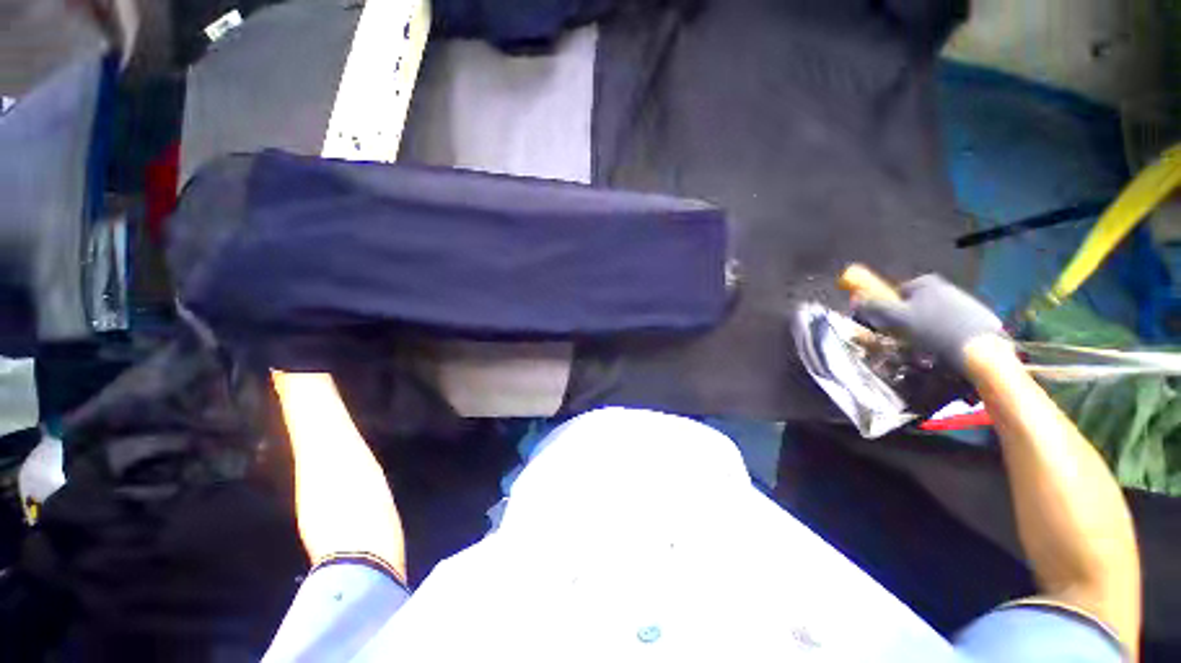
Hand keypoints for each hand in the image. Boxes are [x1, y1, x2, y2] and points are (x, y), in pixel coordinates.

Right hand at [854, 275, 1005, 370]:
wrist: (980, 348)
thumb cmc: (933, 329)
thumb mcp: (896, 318)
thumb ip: (875, 306)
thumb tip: (856, 298)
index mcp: (925, 282)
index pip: (897, 291)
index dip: (889, 307)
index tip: (887, 323)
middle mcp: (946, 286)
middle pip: (916, 303)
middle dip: (907, 318)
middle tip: (903, 337)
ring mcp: (965, 301)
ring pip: (933, 315)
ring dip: (924, 328)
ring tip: (924, 346)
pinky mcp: (979, 317)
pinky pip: (951, 324)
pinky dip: (943, 334)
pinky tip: (943, 347)